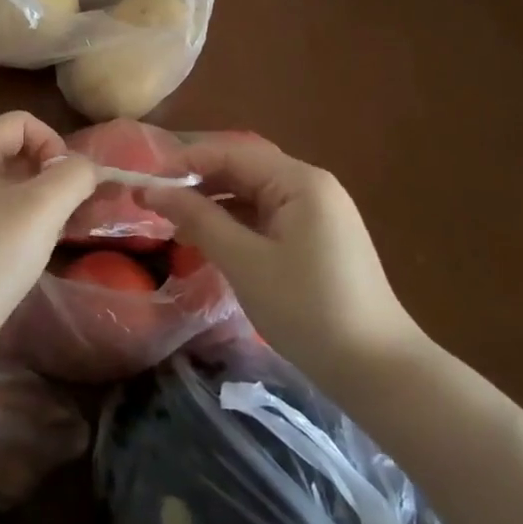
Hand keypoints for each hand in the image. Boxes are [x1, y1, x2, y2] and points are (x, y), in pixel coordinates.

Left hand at [0, 112, 98, 346]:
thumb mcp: (42, 207)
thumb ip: (74, 175)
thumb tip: (87, 168)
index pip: (21, 122)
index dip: (53, 143)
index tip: (70, 182)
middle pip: (17, 152)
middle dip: (54, 174)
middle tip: (79, 208)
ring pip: (13, 188)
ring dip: (46, 201)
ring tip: (67, 230)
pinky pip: (3, 217)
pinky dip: (28, 224)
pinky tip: (42, 250)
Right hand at [144, 136, 426, 380]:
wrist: (378, 371)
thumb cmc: (307, 309)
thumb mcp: (244, 262)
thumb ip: (198, 218)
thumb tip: (151, 189)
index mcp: (299, 181)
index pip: (231, 152)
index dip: (184, 163)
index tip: (144, 182)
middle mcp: (311, 186)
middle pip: (243, 168)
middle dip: (198, 181)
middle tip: (154, 202)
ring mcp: (318, 212)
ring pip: (253, 193)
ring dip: (214, 203)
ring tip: (175, 222)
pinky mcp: (318, 238)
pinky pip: (267, 215)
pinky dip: (236, 222)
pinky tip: (211, 240)